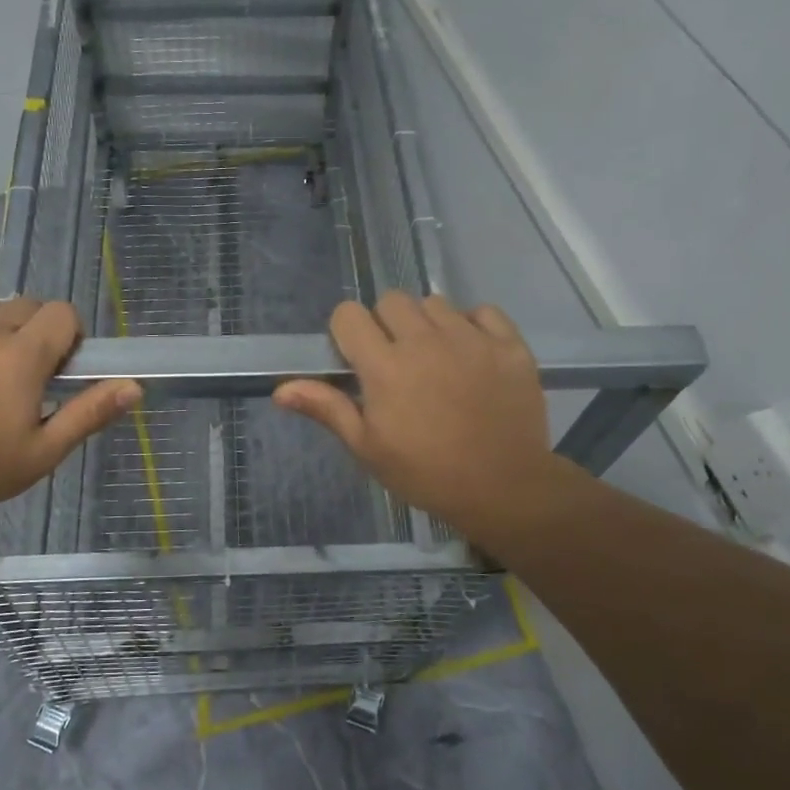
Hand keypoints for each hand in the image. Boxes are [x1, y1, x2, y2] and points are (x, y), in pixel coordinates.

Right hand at [274, 293, 584, 546]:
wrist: (504, 489)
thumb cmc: (426, 473)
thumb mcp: (368, 448)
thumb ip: (327, 409)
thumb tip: (280, 389)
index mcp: (385, 366)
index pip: (349, 314)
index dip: (347, 332)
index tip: (357, 358)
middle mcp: (425, 341)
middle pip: (391, 300)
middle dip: (386, 324)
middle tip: (396, 360)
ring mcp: (471, 339)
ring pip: (436, 303)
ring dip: (428, 324)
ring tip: (437, 358)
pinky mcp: (509, 344)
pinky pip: (483, 312)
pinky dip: (474, 326)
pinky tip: (473, 355)